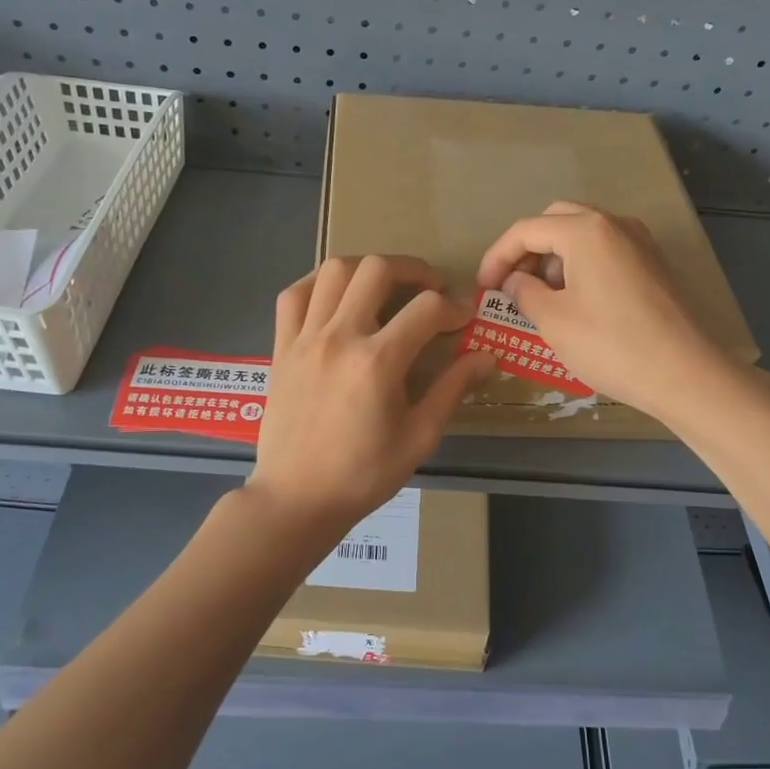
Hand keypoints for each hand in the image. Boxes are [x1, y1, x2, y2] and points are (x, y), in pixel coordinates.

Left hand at [246, 255, 495, 540]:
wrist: (296, 498)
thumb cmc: (363, 475)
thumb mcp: (419, 437)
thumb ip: (452, 389)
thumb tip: (487, 356)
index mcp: (378, 362)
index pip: (427, 309)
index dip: (454, 307)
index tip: (464, 320)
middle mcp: (339, 337)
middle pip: (378, 270)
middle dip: (414, 271)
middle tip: (429, 291)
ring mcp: (305, 338)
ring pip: (334, 270)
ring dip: (367, 269)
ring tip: (385, 288)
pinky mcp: (281, 346)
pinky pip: (294, 294)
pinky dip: (318, 284)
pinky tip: (336, 298)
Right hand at [476, 201, 726, 417]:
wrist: (686, 374)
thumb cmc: (611, 345)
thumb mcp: (553, 321)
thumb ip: (524, 293)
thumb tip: (514, 281)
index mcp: (585, 231)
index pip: (526, 230)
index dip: (497, 256)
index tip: (484, 288)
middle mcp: (615, 223)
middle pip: (556, 221)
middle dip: (527, 250)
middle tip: (512, 285)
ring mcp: (640, 242)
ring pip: (584, 234)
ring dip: (555, 257)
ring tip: (542, 298)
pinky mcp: (654, 264)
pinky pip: (606, 251)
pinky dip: (582, 265)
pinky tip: (577, 302)